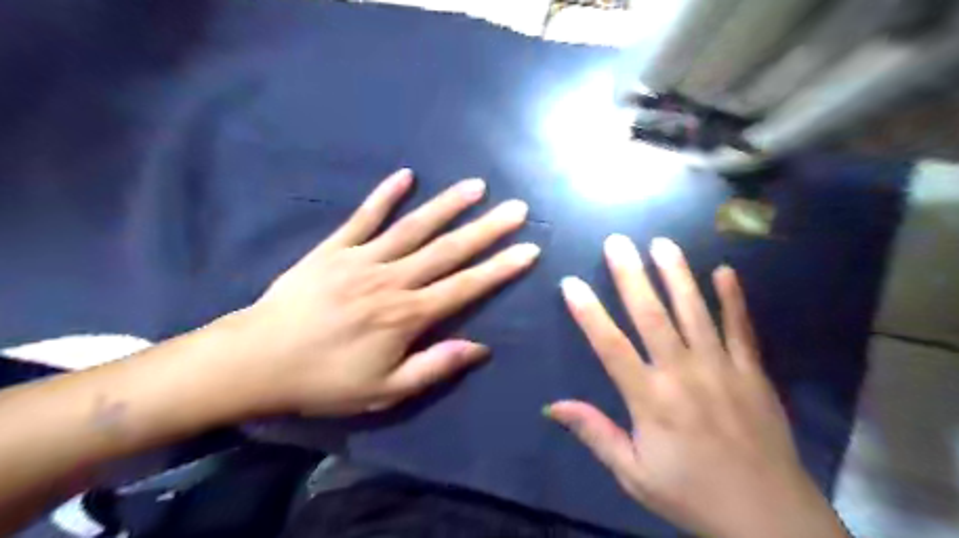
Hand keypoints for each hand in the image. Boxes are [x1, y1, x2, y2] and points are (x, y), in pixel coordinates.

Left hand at [222, 167, 537, 416]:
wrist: (257, 360)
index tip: (529, 249)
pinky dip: (384, 196)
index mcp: (407, 315)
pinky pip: (363, 217)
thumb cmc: (325, 380)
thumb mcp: (385, 390)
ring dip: (448, 205)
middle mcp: (392, 279)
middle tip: (517, 208)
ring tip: (476, 186)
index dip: (500, 268)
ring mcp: (362, 258)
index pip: (465, 286)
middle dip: (487, 229)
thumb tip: (480, 347)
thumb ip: (435, 366)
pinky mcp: (334, 248)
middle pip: (448, 249)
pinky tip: (405, 176)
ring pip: (414, 226)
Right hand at [548, 238, 845, 537]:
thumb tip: (553, 405)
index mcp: (651, 400)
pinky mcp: (753, 371)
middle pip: (652, 315)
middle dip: (631, 275)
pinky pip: (741, 327)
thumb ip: (595, 434)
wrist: (769, 517)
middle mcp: (684, 373)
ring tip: (662, 243)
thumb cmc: (691, 493)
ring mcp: (722, 368)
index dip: (589, 313)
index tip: (571, 283)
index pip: (611, 346)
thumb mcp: (633, 474)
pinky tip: (724, 270)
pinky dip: (733, 298)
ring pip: (695, 311)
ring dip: (677, 274)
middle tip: (617, 242)